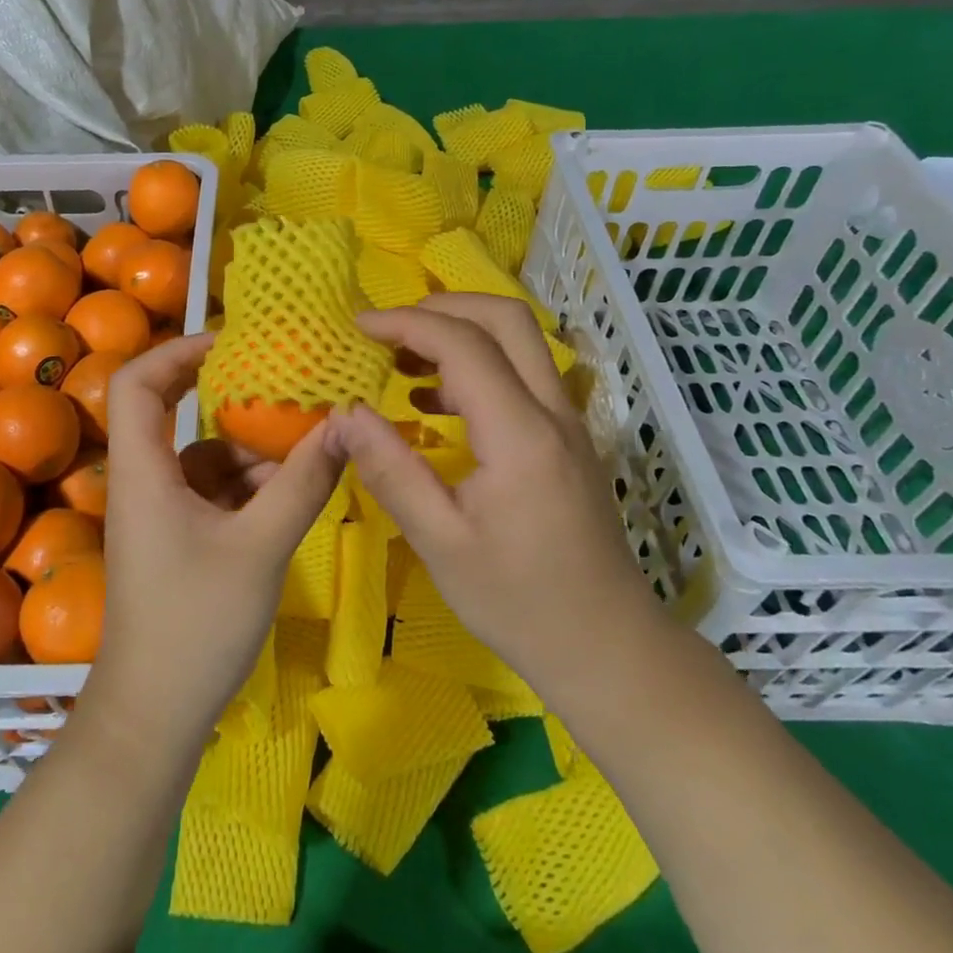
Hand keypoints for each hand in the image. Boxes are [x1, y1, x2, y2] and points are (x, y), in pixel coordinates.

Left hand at [84, 333, 343, 756]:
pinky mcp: (178, 537)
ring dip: (250, 448)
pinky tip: (292, 492)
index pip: (136, 382)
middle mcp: (144, 481)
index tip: (232, 343)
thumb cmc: (195, 624)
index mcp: (143, 471)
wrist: (154, 715)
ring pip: (202, 455)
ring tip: (306, 443)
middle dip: (226, 394)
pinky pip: (213, 490)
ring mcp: (160, 511)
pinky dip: (249, 484)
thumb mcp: (260, 547)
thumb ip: (303, 483)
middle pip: (170, 412)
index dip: (177, 350)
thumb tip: (346, 423)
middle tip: (281, 380)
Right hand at [328, 294, 668, 697]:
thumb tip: (344, 413)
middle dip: (442, 307)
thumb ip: (391, 470)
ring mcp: (566, 422)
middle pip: (506, 319)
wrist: (607, 645)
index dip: (407, 323)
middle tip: (387, 329)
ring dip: (460, 333)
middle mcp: (552, 412)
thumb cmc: (519, 601)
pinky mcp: (565, 438)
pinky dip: (475, 366)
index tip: (358, 326)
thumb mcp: (440, 542)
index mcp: (521, 434)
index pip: (464, 344)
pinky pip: (521, 375)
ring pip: (518, 342)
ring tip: (399, 359)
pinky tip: (431, 401)